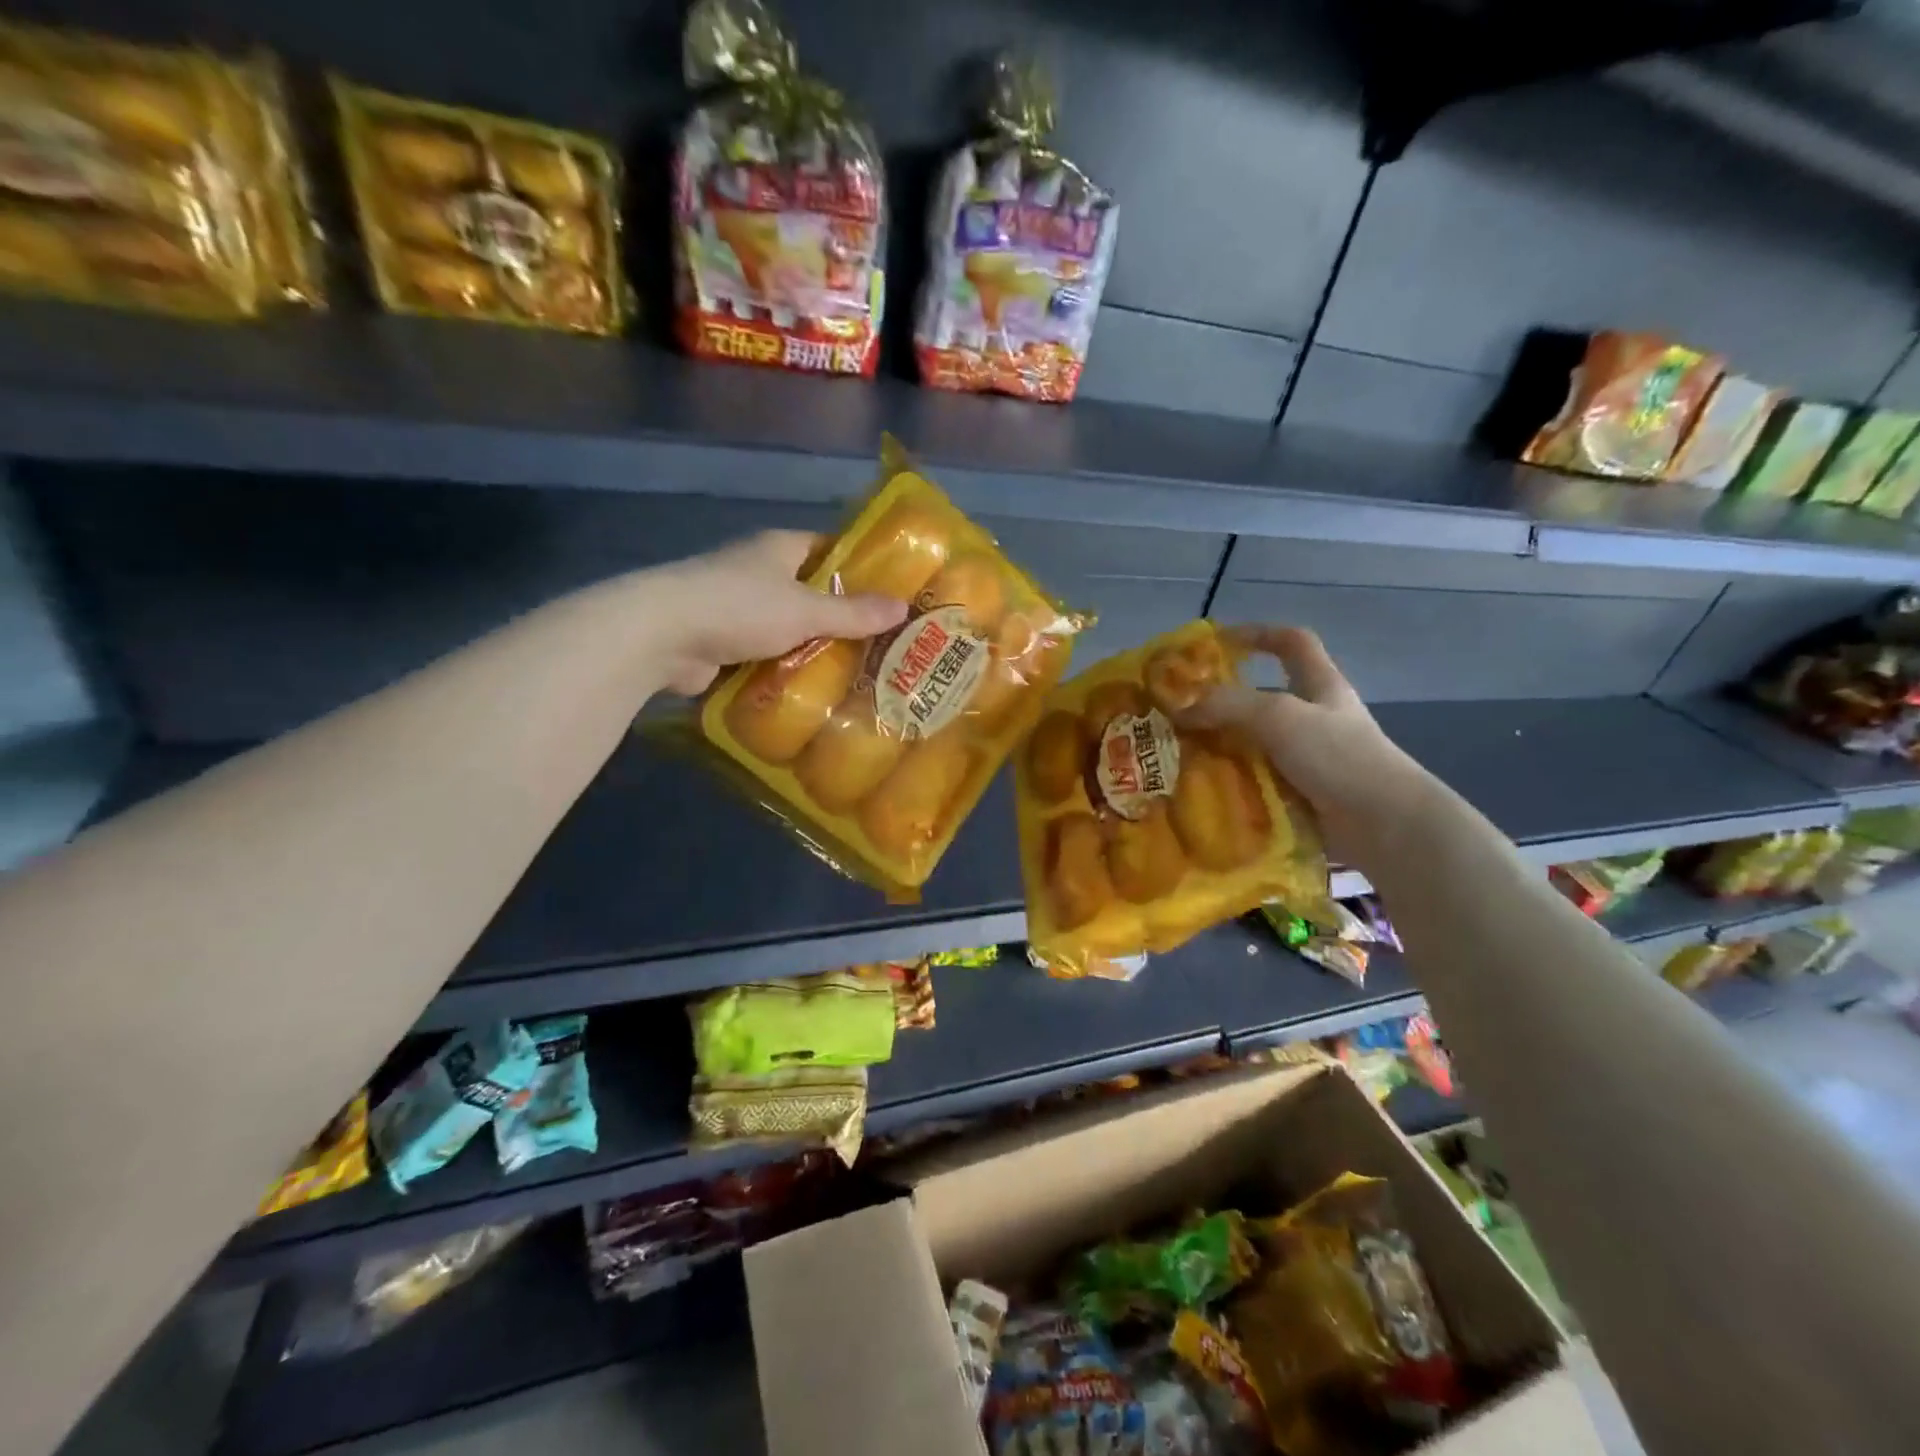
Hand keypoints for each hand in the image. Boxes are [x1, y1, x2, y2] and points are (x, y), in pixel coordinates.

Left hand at [641, 530, 908, 694]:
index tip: (890, 590)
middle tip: (881, 641)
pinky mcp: (720, 640)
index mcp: (778, 548)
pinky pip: (763, 653)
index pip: (827, 547)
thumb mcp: (806, 610)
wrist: (661, 636)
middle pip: (808, 590)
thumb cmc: (740, 607)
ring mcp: (735, 605)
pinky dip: (783, 668)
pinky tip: (812, 689)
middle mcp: (756, 570)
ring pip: (786, 625)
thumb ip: (854, 613)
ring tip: (856, 671)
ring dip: (811, 646)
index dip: (858, 565)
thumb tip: (904, 608)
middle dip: (839, 614)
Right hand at [1185, 626, 1435, 865]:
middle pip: (1262, 699)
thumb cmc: (1338, 755)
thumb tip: (1180, 709)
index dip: (1259, 634)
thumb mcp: (1279, 716)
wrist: (1384, 824)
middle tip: (1180, 714)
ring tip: (1180, 757)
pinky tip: (1202, 792)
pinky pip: (1256, 783)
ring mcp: (1309, 759)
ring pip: (1254, 745)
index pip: (1293, 643)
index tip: (1220, 642)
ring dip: (1221, 750)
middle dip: (1222, 705)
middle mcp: (1314, 718)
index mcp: (1321, 686)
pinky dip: (1231, 786)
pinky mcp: (1301, 795)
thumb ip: (1228, 705)